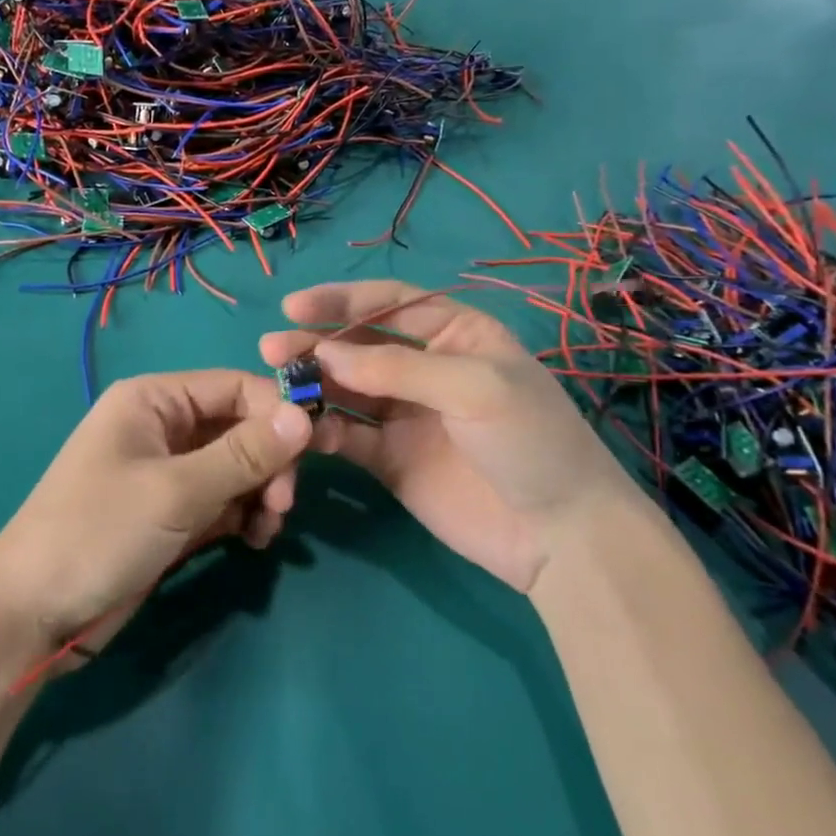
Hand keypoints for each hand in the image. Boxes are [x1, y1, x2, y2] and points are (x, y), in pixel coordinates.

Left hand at [0, 370, 311, 653]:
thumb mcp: (176, 491)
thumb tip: (304, 415)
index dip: (277, 412)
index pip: (233, 387)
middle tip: (284, 505)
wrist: (32, 615)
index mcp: (154, 399)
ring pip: (236, 468)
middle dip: (269, 462)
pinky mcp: (170, 514)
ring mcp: (167, 473)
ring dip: (261, 493)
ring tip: (268, 529)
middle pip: (239, 427)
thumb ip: (244, 454)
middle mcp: (162, 427)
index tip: (316, 450)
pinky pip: (222, 502)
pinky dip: (243, 516)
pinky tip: (254, 540)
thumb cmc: (98, 532)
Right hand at [260, 282, 639, 591]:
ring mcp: (405, 415)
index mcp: (456, 334)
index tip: (294, 306)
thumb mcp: (474, 387)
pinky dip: (322, 431)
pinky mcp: (390, 459)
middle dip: (316, 343)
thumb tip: (323, 355)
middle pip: (359, 345)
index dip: (342, 300)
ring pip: (346, 389)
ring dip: (312, 384)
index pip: (390, 303)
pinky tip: (300, 429)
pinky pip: (348, 436)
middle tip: (272, 349)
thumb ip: (396, 368)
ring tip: (275, 384)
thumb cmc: (530, 440)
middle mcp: (425, 368)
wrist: (563, 535)